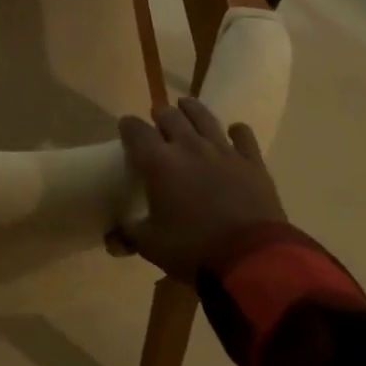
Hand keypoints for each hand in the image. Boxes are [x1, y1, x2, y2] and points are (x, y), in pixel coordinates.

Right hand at [114, 97, 286, 282]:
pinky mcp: (251, 161)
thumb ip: (129, 235)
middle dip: (160, 116)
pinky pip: (243, 135)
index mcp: (159, 162)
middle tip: (158, 125)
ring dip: (191, 109)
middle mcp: (188, 146)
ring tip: (186, 107)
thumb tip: (112, 238)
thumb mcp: (152, 246)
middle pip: (170, 115)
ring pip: (203, 116)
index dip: (128, 125)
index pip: (136, 130)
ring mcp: (222, 150)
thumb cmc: (194, 249)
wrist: (252, 258)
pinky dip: (236, 131)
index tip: (125, 127)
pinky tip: (233, 133)